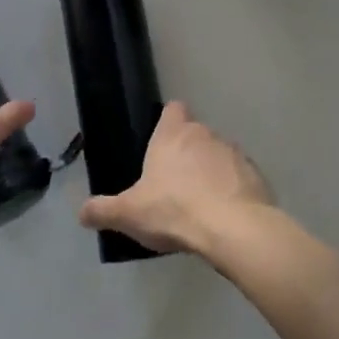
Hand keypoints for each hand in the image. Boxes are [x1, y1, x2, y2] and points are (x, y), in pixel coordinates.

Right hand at [78, 102, 273, 255]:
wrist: (234, 229)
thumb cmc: (174, 210)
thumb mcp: (129, 214)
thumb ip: (103, 210)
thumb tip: (81, 213)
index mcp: (173, 135)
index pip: (173, 109)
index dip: (168, 121)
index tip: (162, 140)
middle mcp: (205, 135)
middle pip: (196, 134)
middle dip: (188, 152)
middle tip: (175, 183)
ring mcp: (235, 153)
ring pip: (220, 155)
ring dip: (212, 171)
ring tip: (202, 203)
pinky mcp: (256, 176)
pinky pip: (240, 177)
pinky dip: (233, 190)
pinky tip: (225, 215)